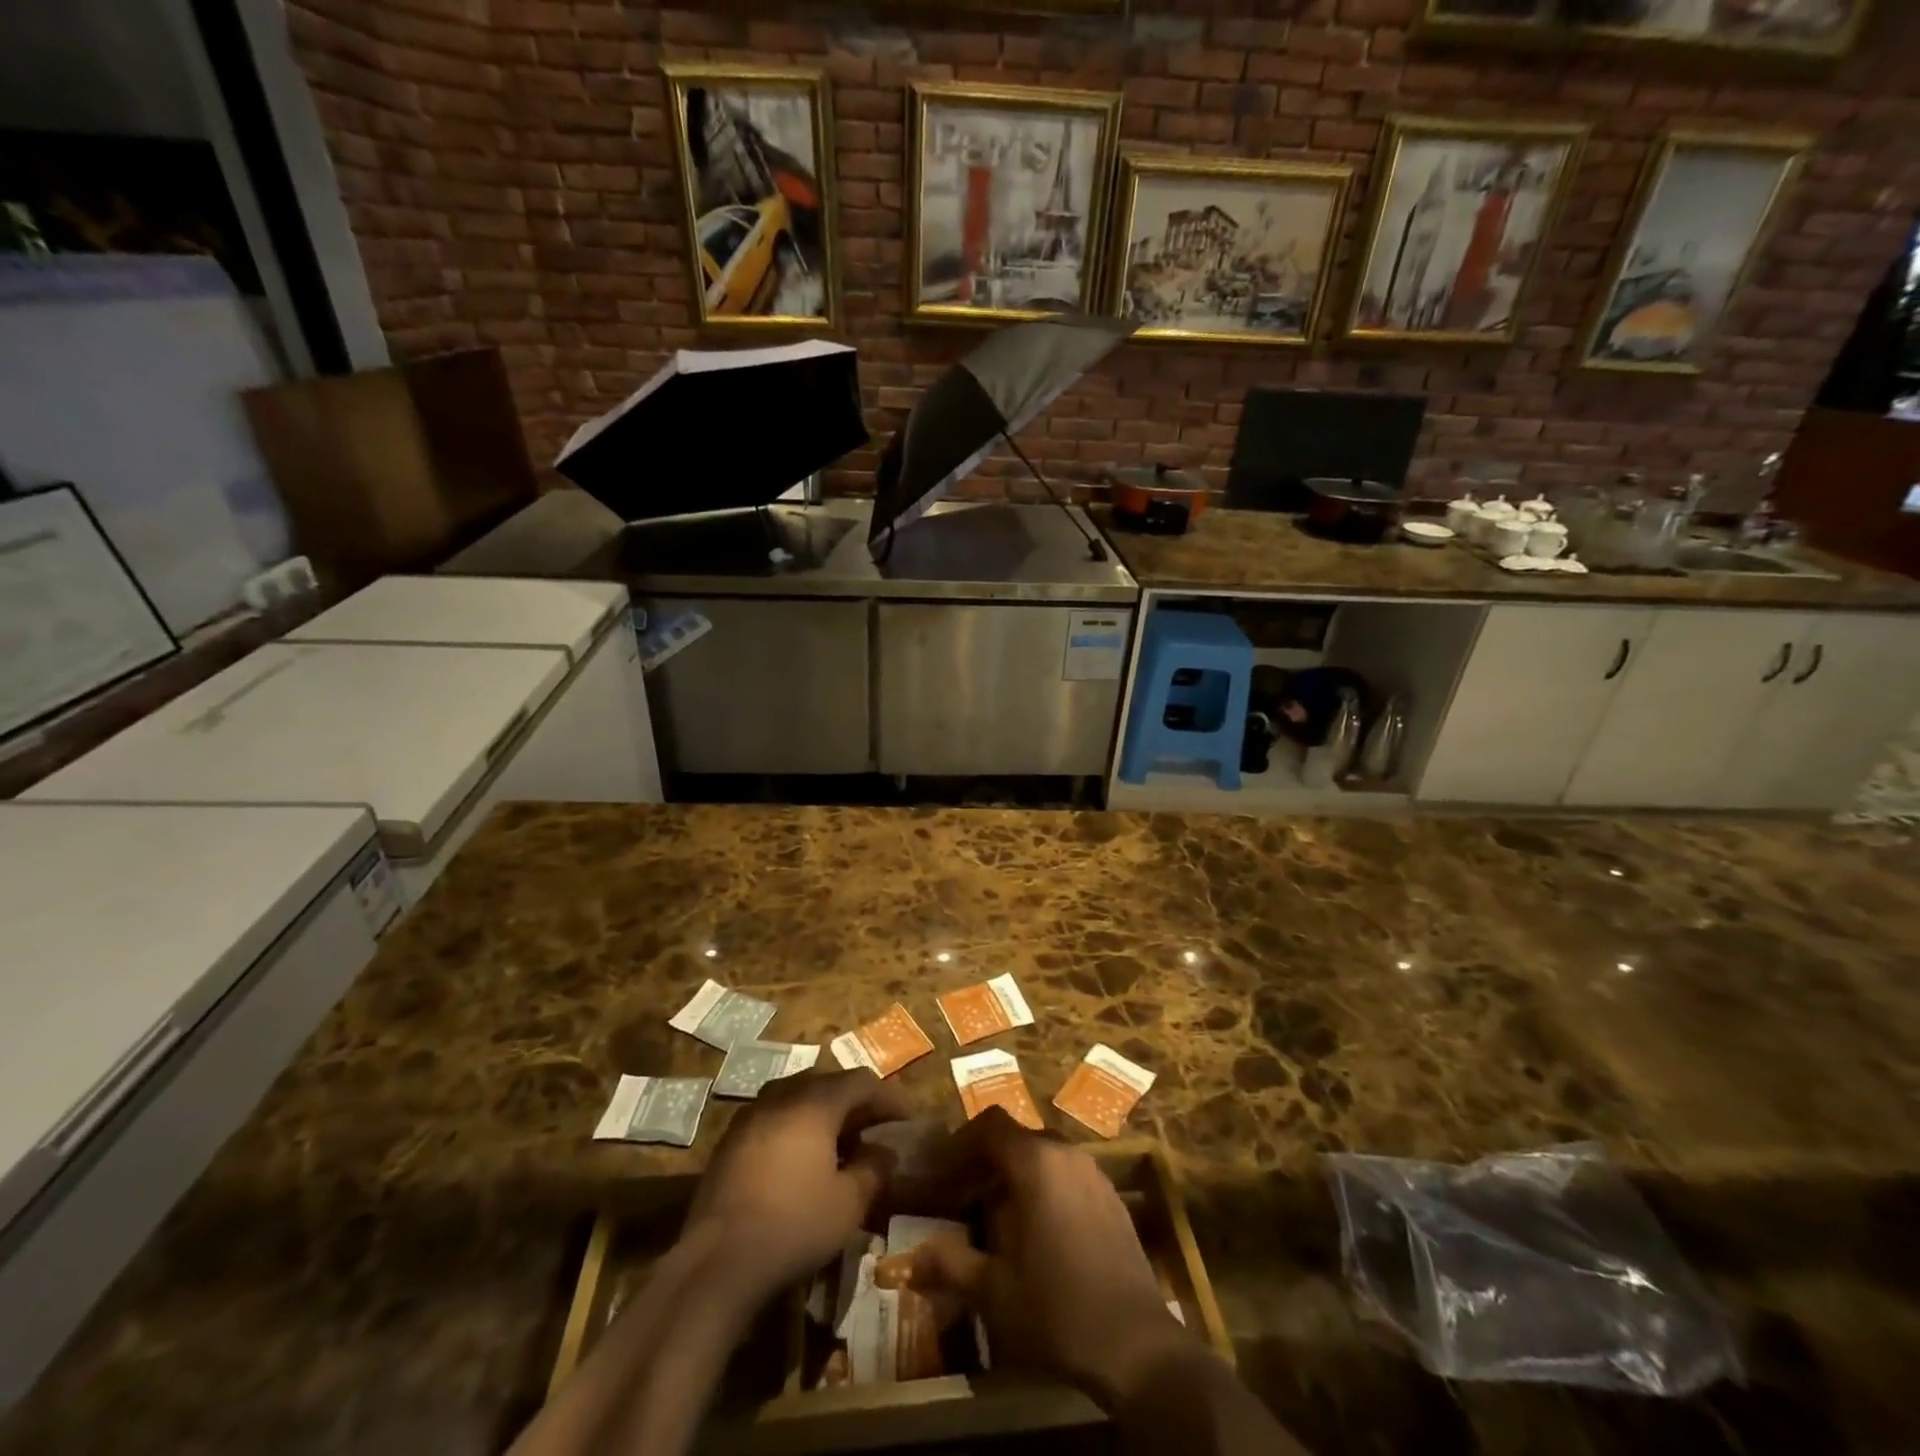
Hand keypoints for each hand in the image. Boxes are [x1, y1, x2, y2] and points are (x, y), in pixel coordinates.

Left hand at [685, 1069, 909, 1298]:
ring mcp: (751, 1115)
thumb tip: (885, 1152)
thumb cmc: (793, 1225)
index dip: (888, 1098)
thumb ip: (872, 1170)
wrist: (716, 1263)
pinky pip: (774, 1117)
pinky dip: (796, 1127)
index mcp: (815, 1102)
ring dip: (824, 1113)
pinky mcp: (730, 1140)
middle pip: (828, 1083)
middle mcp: (782, 1095)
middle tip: (874, 1129)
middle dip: (855, 1103)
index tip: (906, 1119)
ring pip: (797, 1097)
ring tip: (840, 1143)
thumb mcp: (848, 1204)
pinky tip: (801, 1160)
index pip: (861, 1081)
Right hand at [906, 1110, 1193, 1408]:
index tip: (941, 1170)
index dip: (960, 1141)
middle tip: (961, 1195)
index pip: (991, 1124)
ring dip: (1015, 1174)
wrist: (1138, 1346)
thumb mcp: (994, 1292)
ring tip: (993, 1215)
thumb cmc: (1058, 1310)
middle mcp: (1066, 1154)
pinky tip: (1036, 1232)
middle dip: (985, 1160)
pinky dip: (1044, 1187)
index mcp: (1036, 1163)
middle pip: (1016, 1138)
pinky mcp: (1111, 1197)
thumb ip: (951, 1264)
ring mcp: (1094, 1173)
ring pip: (1043, 1155)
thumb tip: (910, 1258)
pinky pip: (1067, 1175)